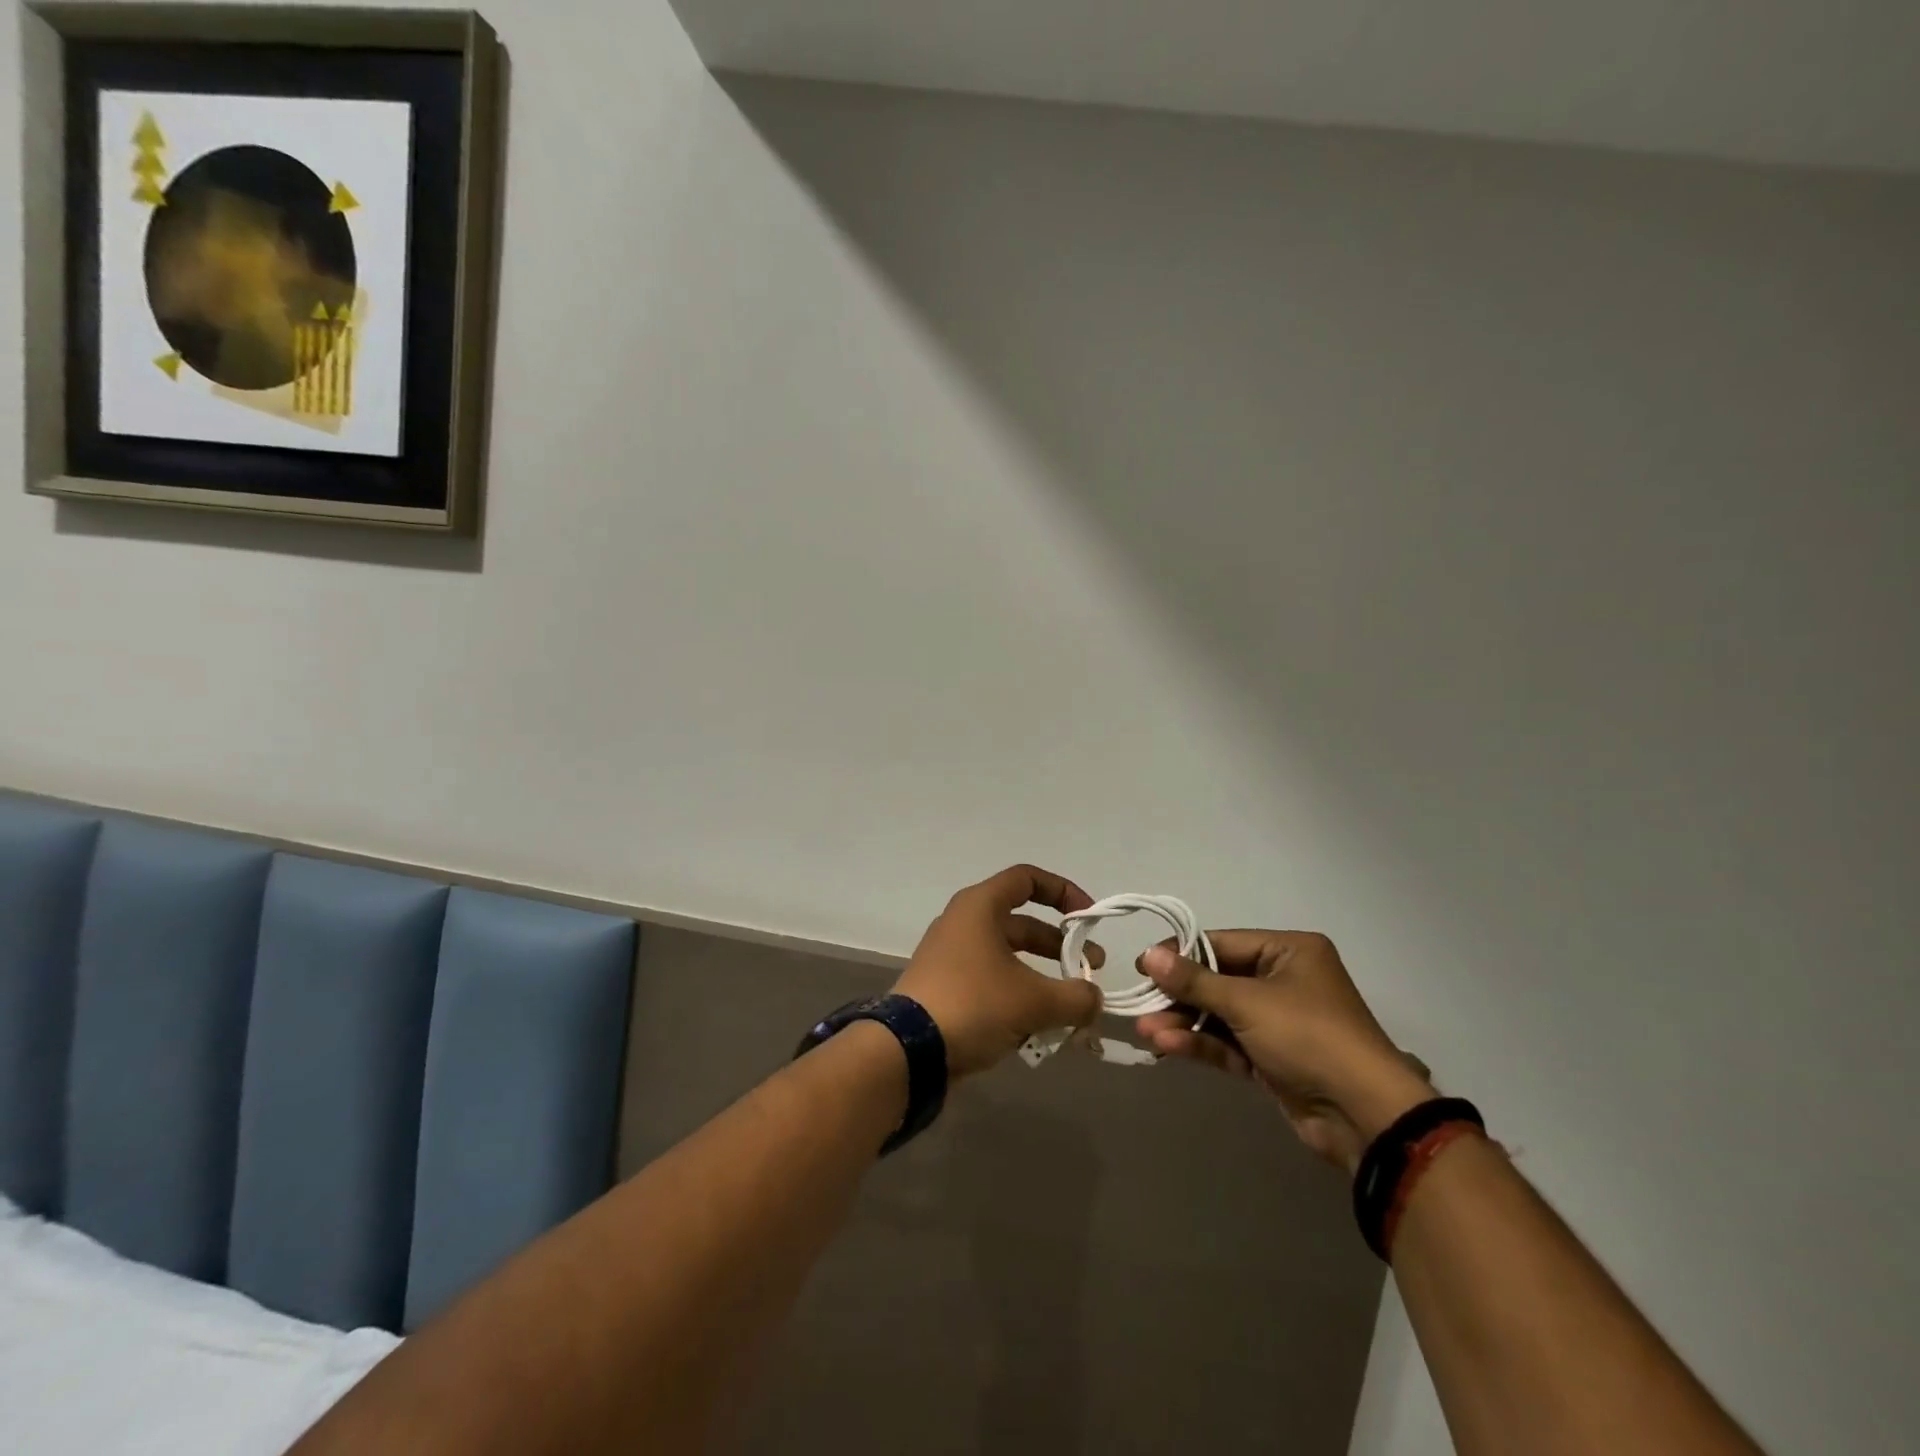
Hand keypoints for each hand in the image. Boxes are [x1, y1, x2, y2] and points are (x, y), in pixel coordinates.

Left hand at [894, 865, 1105, 1078]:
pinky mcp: (947, 989)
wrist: (907, 1050)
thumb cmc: (973, 1004)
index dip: (1063, 891)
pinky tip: (1040, 1028)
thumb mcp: (1034, 1001)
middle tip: (1091, 971)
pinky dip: (1019, 997)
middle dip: (1060, 946)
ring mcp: (952, 957)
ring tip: (1072, 1008)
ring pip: (1010, 958)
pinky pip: (993, 983)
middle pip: (1023, 923)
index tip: (1089, 919)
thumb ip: (1076, 997)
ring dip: (1043, 978)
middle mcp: (964, 923)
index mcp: (980, 907)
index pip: (1027, 879)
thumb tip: (1094, 999)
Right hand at [1136, 931, 1435, 1172]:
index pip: (1222, 943)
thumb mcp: (1247, 1002)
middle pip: (1218, 980)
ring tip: (1146, 1030)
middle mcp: (1285, 980)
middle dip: (1179, 995)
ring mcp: (1280, 1022)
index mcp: (1289, 951)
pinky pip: (1230, 1043)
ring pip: (1220, 1014)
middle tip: (1140, 1002)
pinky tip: (1168, 1047)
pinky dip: (1201, 1043)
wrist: (1363, 1116)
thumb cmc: (1308, 1036)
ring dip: (1184, 1022)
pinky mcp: (1273, 1058)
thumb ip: (1195, 980)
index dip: (1181, 954)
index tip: (1143, 965)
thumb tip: (1148, 955)